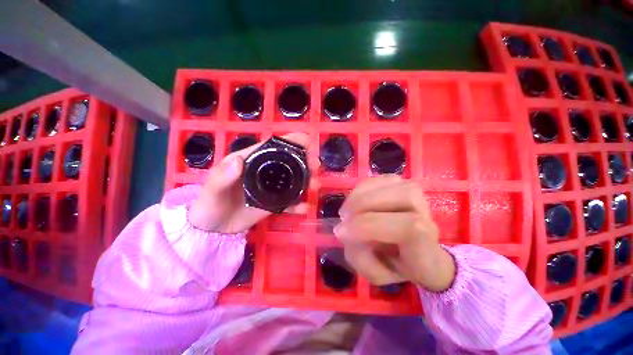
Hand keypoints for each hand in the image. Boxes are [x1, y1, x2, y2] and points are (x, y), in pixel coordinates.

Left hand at [188, 133, 308, 233]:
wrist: (212, 228)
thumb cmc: (209, 203)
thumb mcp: (212, 189)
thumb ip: (222, 176)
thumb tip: (238, 160)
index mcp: (252, 160)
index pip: (275, 145)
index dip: (293, 141)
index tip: (309, 145)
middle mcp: (265, 171)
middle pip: (290, 162)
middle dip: (306, 161)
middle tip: (315, 167)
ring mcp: (271, 188)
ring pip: (294, 181)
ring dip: (307, 180)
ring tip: (315, 185)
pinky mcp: (274, 204)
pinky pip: (289, 203)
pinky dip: (299, 204)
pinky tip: (305, 207)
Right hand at [334, 176, 455, 291]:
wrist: (418, 254)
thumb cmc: (398, 265)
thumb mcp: (378, 274)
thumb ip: (360, 257)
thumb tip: (343, 231)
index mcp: (427, 246)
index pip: (406, 227)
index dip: (369, 226)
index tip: (341, 233)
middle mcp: (428, 216)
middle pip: (401, 197)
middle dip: (362, 205)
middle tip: (343, 218)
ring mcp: (417, 196)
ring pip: (390, 184)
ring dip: (360, 195)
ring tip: (347, 209)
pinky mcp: (402, 184)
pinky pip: (380, 179)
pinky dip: (361, 187)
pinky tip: (353, 199)